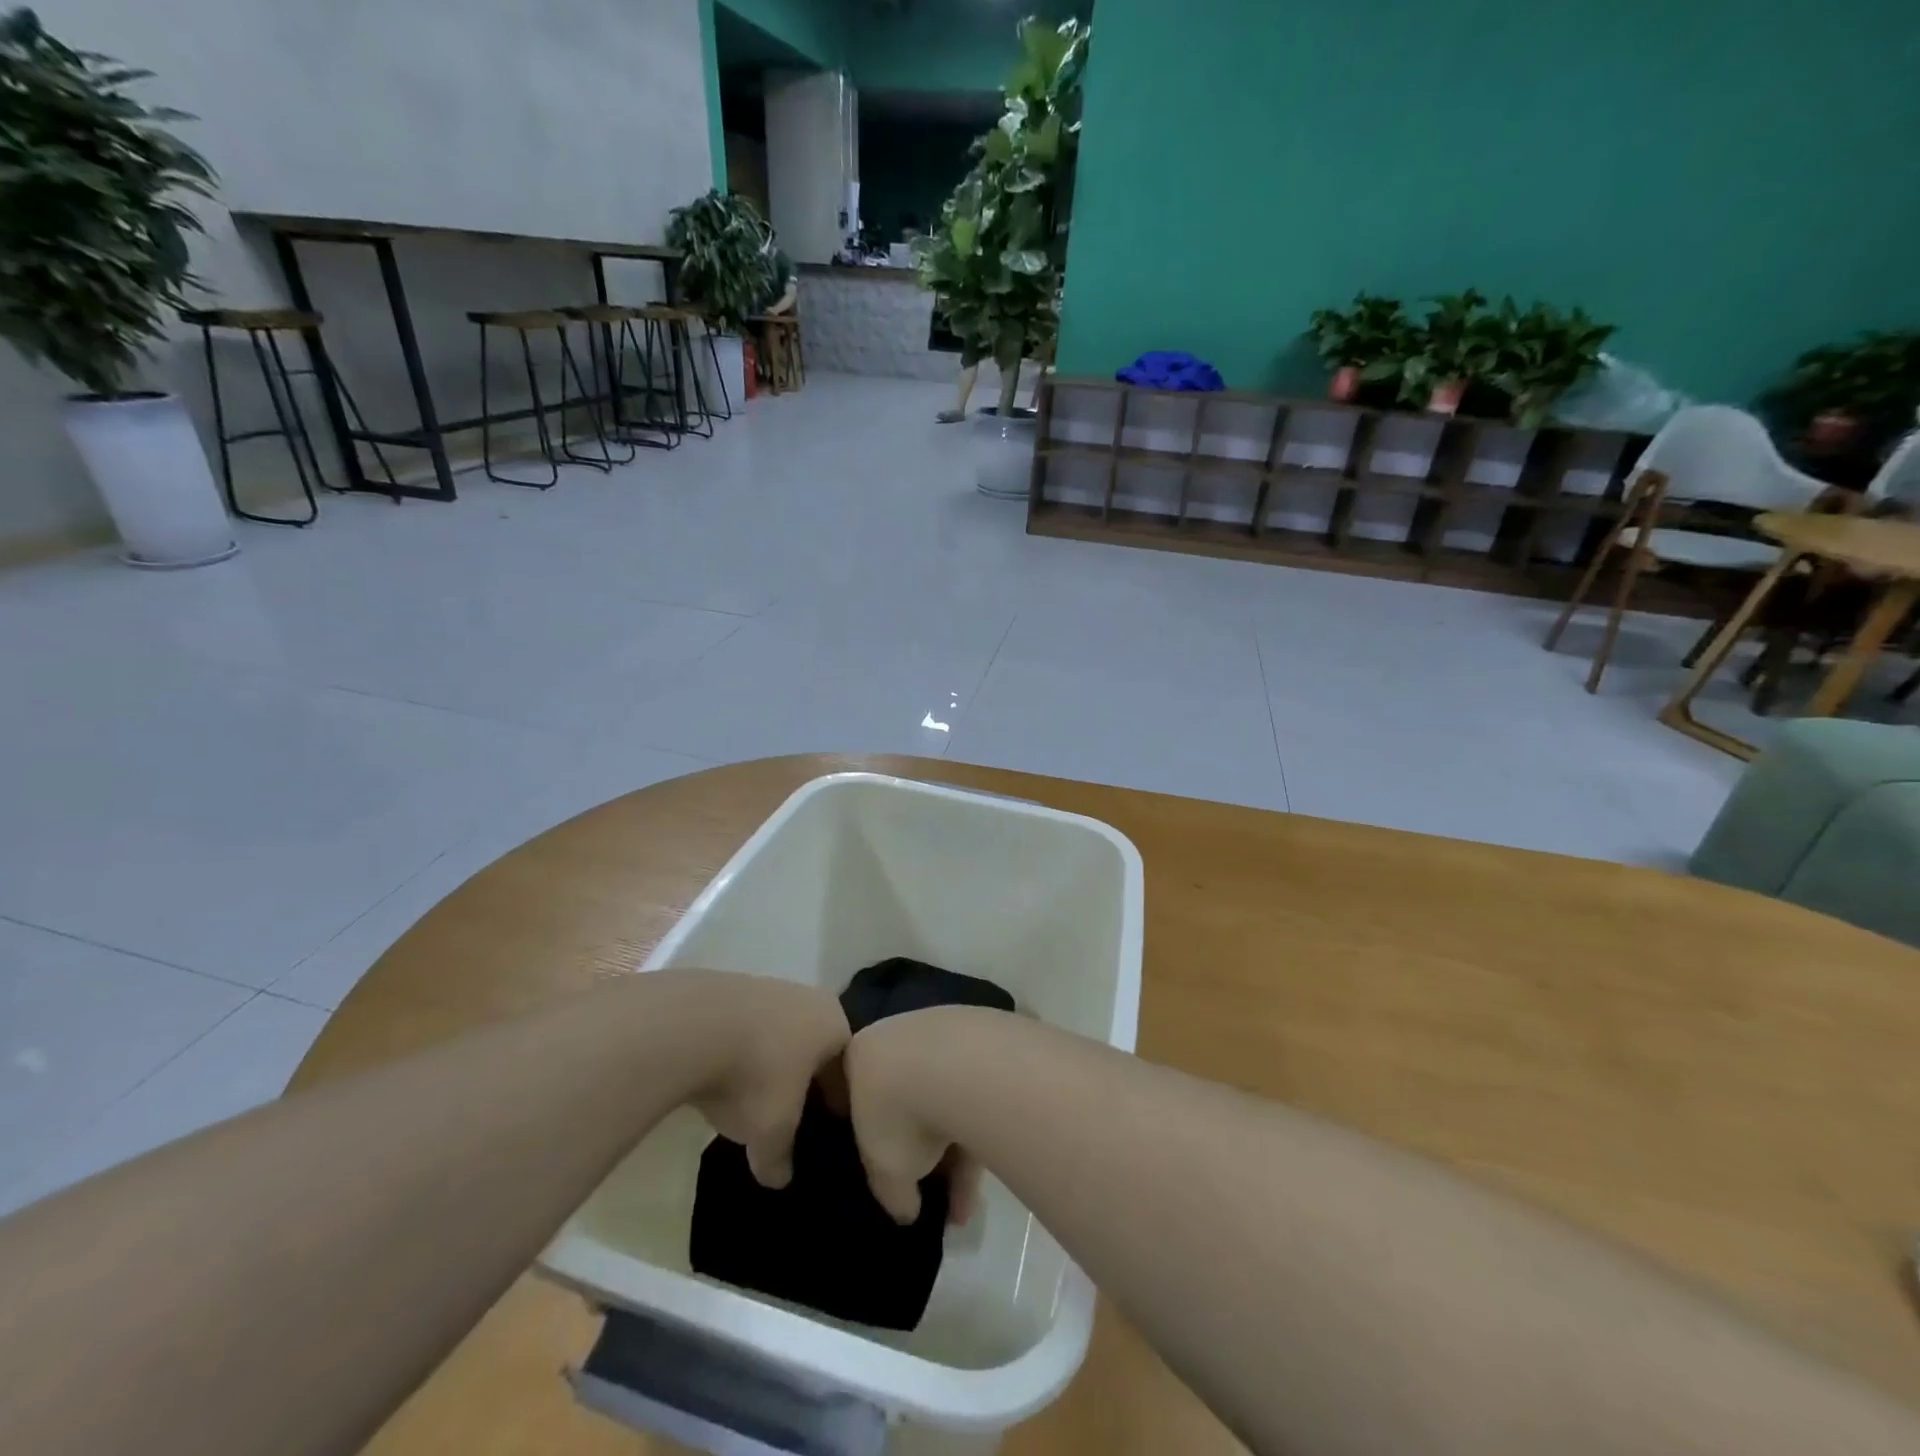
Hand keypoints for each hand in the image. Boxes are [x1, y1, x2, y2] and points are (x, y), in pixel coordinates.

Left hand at [683, 974, 848, 1190]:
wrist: (689, 1026)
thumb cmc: (754, 1075)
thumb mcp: (772, 1131)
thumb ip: (781, 1157)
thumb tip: (779, 1177)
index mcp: (834, 1024)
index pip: (846, 1067)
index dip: (836, 1101)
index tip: (823, 1126)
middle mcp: (808, 998)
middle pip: (813, 1046)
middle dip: (804, 1078)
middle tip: (789, 1114)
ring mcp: (767, 987)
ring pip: (778, 1033)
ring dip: (769, 1062)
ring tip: (749, 1097)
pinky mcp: (729, 988)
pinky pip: (745, 1027)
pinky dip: (739, 1050)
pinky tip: (720, 1075)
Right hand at [840, 1009, 980, 1225]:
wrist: (959, 1065)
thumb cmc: (899, 1114)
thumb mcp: (884, 1172)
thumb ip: (891, 1193)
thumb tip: (907, 1209)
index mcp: (860, 1055)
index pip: (856, 1096)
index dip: (866, 1134)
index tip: (878, 1164)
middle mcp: (898, 1038)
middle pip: (903, 1099)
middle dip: (917, 1153)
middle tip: (928, 1194)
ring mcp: (942, 1036)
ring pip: (942, 1102)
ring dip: (952, 1158)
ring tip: (964, 1211)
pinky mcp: (982, 1044)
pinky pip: (972, 1099)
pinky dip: (975, 1139)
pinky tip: (981, 1188)